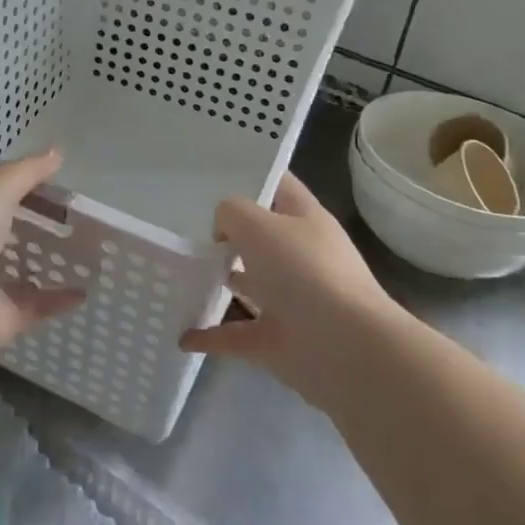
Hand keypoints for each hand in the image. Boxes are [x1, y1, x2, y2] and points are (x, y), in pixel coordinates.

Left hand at [0, 149, 84, 362]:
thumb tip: (57, 153)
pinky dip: (59, 299)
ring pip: (17, 274)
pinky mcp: (0, 318)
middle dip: (26, 228)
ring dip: (44, 265)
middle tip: (68, 218)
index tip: (43, 182)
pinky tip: (86, 289)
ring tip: (82, 251)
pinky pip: (36, 306)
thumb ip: (27, 171)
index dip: (7, 188)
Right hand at [179, 173, 406, 406]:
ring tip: (180, 275)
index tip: (213, 175)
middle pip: (262, 237)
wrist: (344, 349)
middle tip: (186, 228)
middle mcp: (301, 257)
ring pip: (250, 285)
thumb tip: (224, 231)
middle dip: (229, 233)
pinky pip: (236, 335)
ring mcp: (291, 301)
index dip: (253, 176)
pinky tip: (182, 335)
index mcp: (305, 220)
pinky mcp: (279, 340)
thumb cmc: (303, 272)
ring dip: (220, 282)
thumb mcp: (258, 226)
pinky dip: (210, 336)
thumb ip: (231, 214)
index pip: (280, 187)